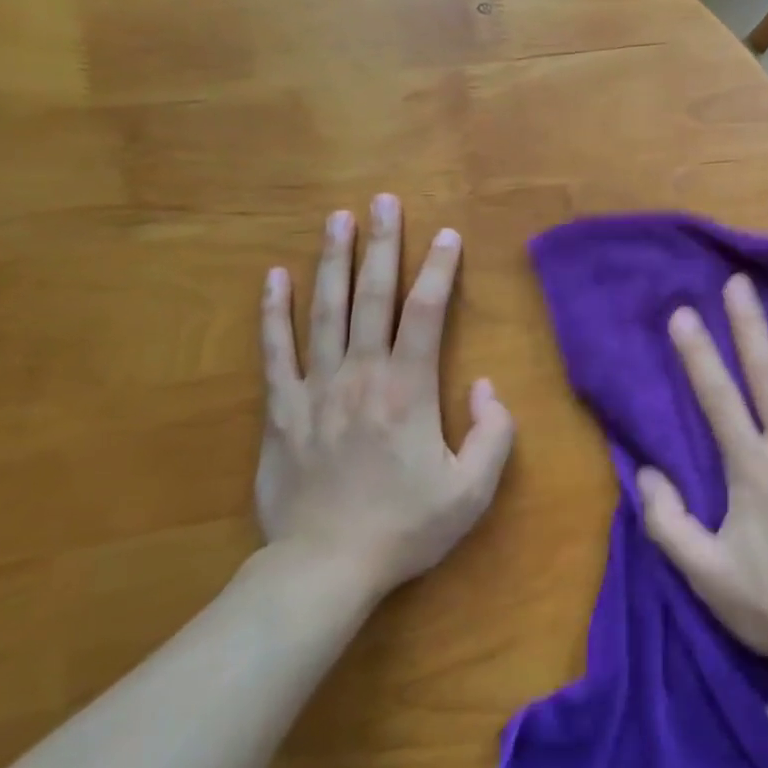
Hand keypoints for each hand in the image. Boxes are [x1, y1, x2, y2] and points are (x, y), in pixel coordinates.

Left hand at [254, 193, 514, 597]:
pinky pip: (275, 350)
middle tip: (384, 200)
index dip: (439, 269)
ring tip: (337, 218)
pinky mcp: (280, 409)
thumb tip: (486, 386)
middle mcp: (362, 375)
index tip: (447, 235)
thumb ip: (493, 433)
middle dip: (382, 244)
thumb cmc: (406, 527)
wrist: (326, 567)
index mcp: (409, 389)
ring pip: (324, 310)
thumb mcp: (472, 490)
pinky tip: (274, 276)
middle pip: (373, 296)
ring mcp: (315, 388)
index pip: (427, 312)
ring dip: (333, 260)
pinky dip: (274, 311)